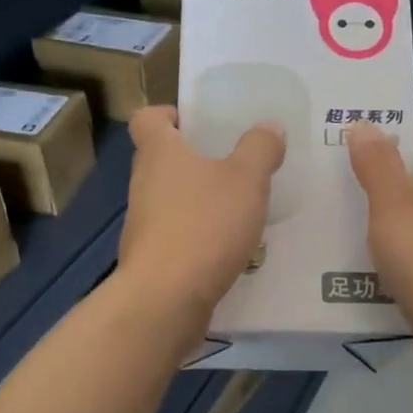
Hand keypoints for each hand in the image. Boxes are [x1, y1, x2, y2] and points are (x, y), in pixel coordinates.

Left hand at [119, 105, 284, 334]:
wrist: (166, 299)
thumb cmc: (205, 225)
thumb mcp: (246, 179)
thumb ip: (260, 148)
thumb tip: (268, 126)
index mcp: (159, 153)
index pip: (147, 118)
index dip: (169, 114)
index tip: (197, 122)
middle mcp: (143, 184)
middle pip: (161, 160)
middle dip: (194, 160)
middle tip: (234, 165)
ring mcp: (143, 225)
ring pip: (170, 201)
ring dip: (199, 201)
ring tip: (240, 210)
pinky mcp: (151, 260)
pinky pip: (176, 237)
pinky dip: (198, 238)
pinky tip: (229, 249)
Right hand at [347, 127, 412, 373]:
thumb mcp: (393, 203)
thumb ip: (376, 162)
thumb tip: (364, 125)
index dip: (383, 148)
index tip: (344, 158)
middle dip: (378, 190)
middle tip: (335, 193)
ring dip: (384, 227)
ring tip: (340, 229)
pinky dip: (397, 257)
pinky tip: (365, 267)